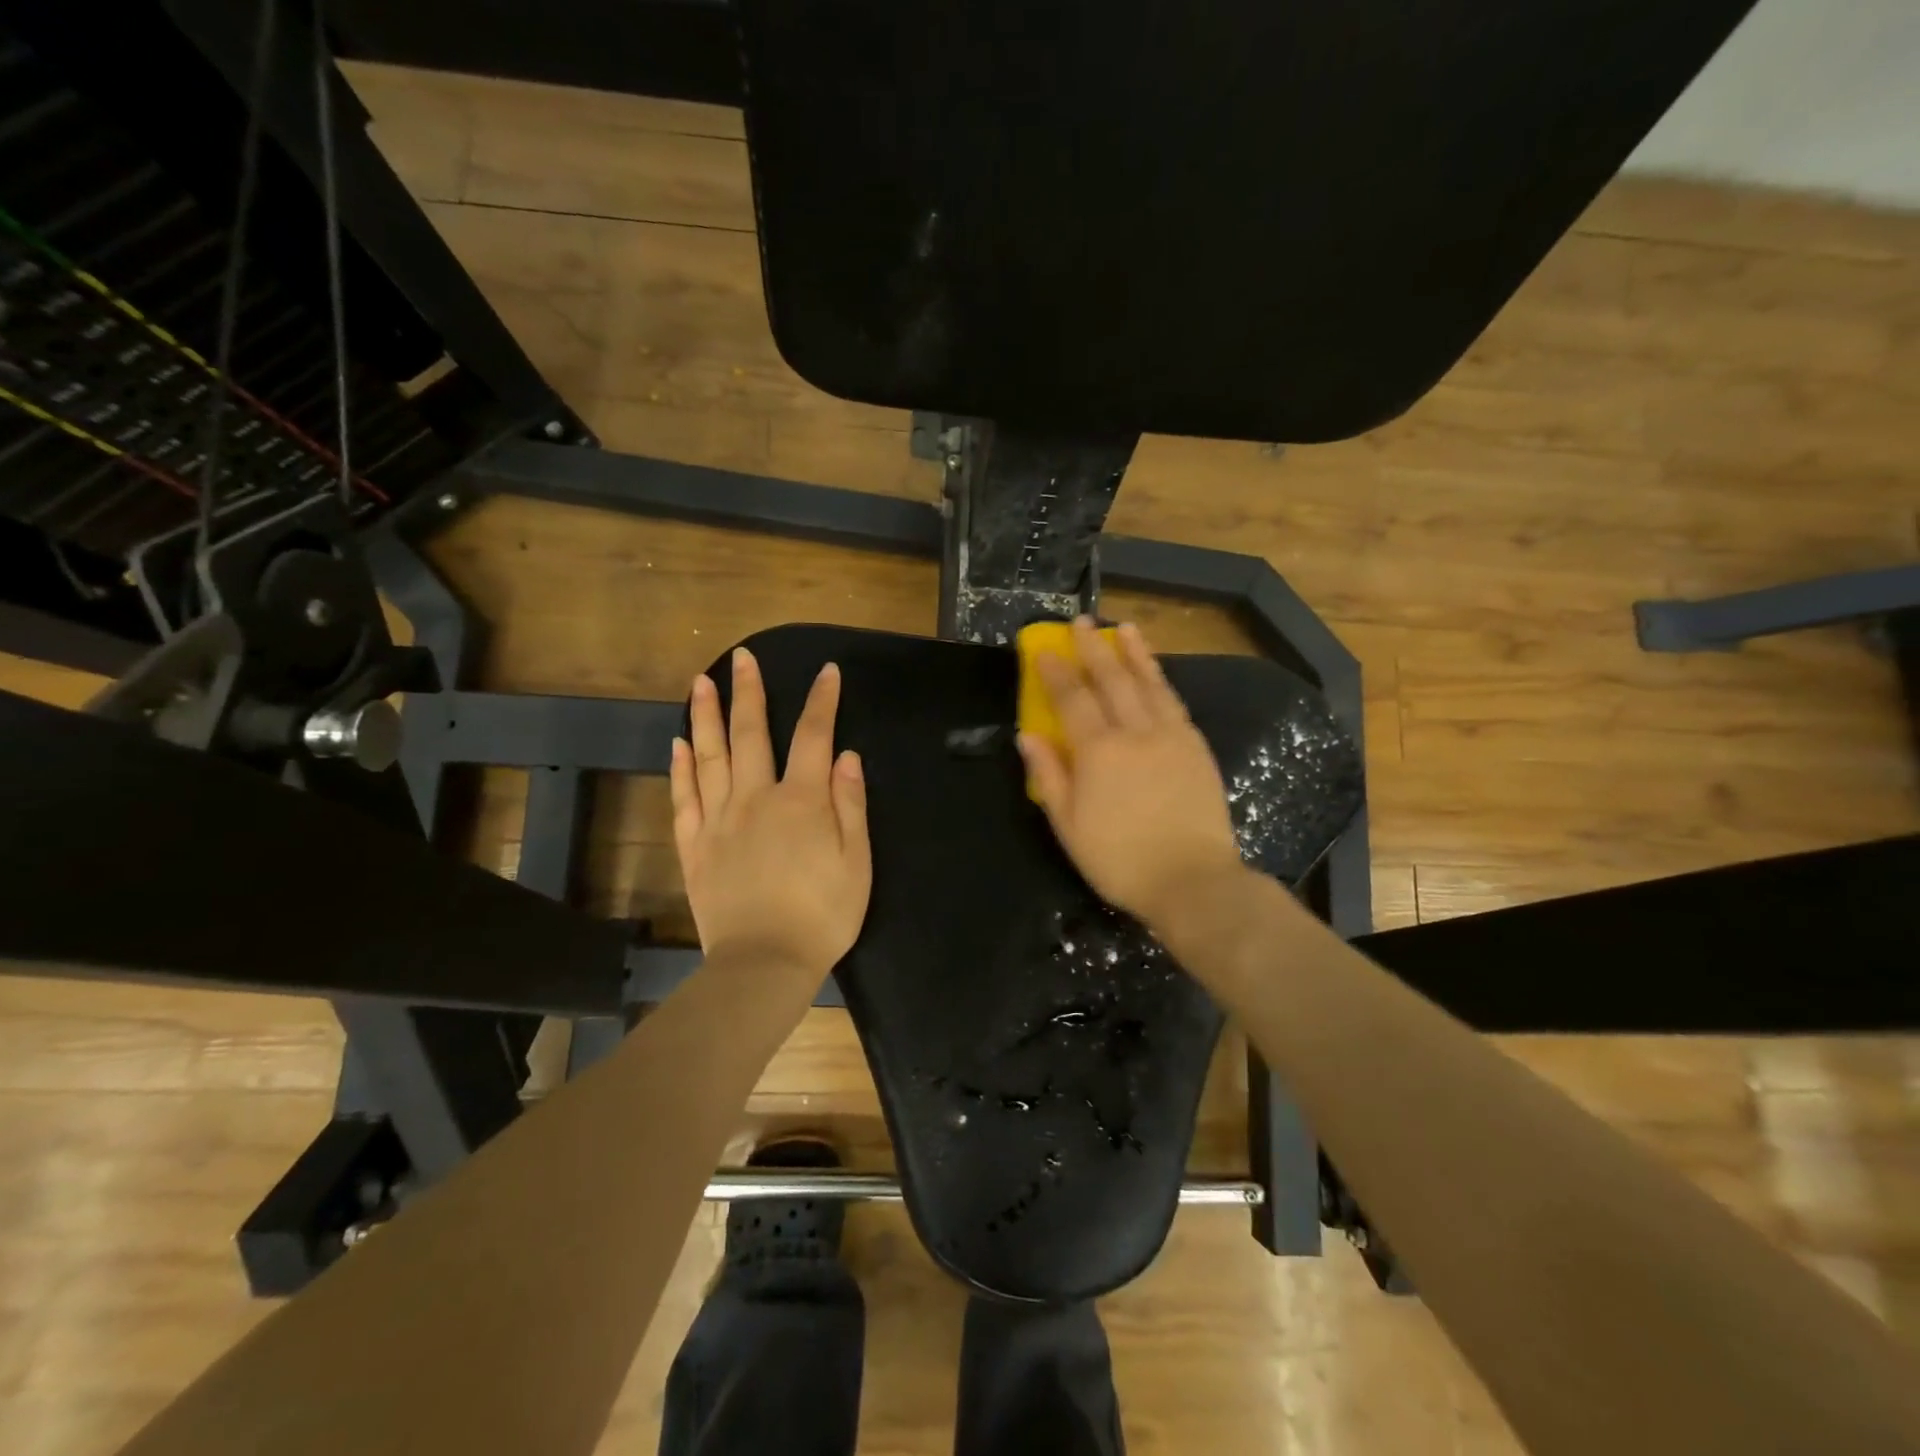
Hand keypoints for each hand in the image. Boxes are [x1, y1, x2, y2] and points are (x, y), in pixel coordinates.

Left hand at [670, 647, 870, 975]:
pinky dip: (680, 768)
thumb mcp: (856, 862)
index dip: (822, 701)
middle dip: (749, 692)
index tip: (828, 671)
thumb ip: (850, 804)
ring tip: (701, 682)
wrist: (764, 964)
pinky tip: (679, 744)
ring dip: (707, 716)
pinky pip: (684, 799)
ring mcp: (719, 821)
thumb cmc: (822, 915)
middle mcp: (755, 799)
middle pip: (751, 734)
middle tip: (741, 657)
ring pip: (710, 757)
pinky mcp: (695, 847)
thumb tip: (846, 755)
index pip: (813, 736)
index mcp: (801, 801)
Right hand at [1018, 617, 1242, 930]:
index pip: (1072, 698)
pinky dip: (1162, 681)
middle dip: (1094, 649)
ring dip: (1135, 654)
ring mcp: (1172, 736)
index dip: (1056, 671)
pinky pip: (1174, 703)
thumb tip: (1027, 735)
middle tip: (1083, 623)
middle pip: (1112, 680)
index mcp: (1099, 751)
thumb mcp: (1069, 825)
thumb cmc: (1120, 859)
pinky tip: (1156, 675)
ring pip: (1150, 684)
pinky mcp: (1196, 748)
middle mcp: (1136, 732)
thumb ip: (1048, 775)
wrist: (1193, 880)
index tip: (1044, 649)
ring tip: (1125, 629)